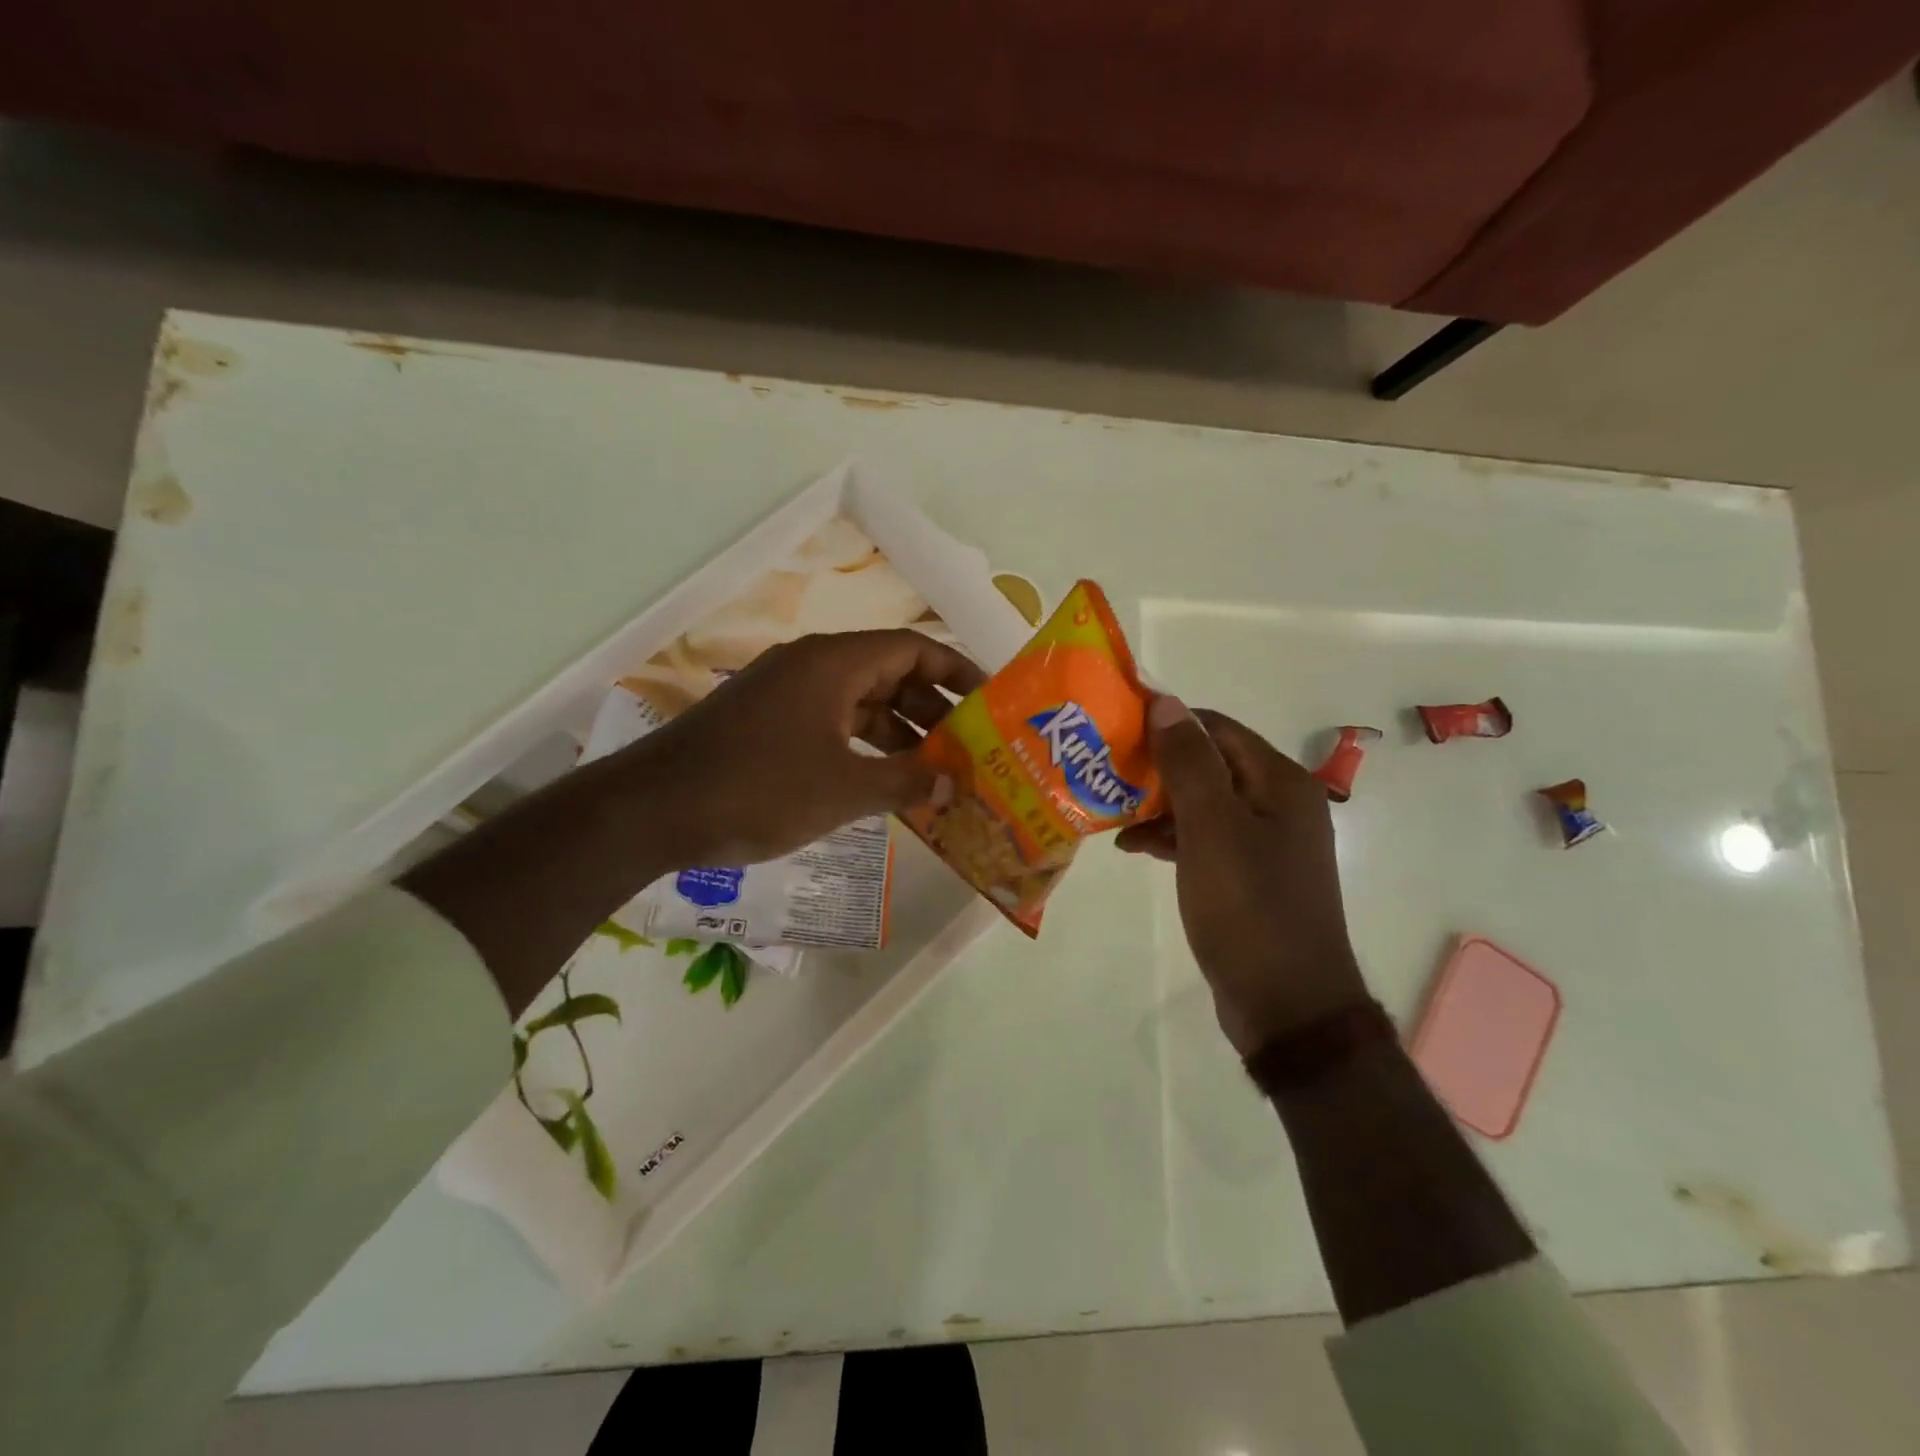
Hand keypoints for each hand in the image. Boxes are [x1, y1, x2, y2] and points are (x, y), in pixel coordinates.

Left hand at [613, 629, 984, 867]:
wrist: (653, 810)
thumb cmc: (758, 789)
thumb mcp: (843, 789)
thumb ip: (906, 782)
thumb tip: (954, 784)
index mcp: (834, 663)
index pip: (914, 649)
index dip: (957, 671)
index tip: (990, 702)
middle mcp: (812, 667)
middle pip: (889, 673)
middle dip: (933, 709)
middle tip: (970, 747)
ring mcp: (786, 695)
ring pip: (860, 702)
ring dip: (899, 733)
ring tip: (936, 772)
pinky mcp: (767, 724)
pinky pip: (832, 724)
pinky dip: (863, 747)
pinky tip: (882, 782)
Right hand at [1117, 697, 1368, 1055]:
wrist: (1287, 1005)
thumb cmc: (1249, 907)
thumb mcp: (1212, 829)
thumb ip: (1189, 763)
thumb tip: (1166, 703)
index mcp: (1280, 781)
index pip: (1216, 727)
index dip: (1167, 723)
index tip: (1116, 728)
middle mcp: (1279, 802)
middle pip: (1209, 763)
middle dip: (1157, 767)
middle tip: (1104, 771)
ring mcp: (1265, 841)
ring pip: (1202, 802)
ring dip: (1158, 804)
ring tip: (1109, 811)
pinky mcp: (1249, 875)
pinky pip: (1204, 838)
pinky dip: (1171, 837)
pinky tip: (1133, 848)